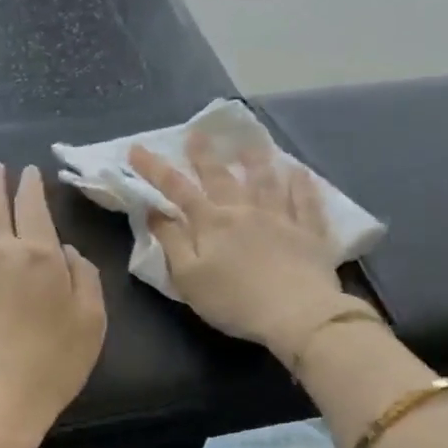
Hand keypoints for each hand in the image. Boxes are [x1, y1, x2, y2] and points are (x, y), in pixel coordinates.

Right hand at [130, 134, 369, 365]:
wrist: (297, 314)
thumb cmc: (233, 301)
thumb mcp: (188, 278)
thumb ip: (171, 242)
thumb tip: (154, 211)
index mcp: (211, 223)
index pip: (177, 189)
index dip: (155, 168)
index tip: (138, 148)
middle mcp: (244, 211)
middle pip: (221, 177)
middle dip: (205, 155)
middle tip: (197, 133)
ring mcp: (280, 218)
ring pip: (266, 181)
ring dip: (256, 160)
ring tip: (249, 143)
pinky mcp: (309, 232)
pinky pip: (306, 201)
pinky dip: (302, 184)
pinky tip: (300, 171)